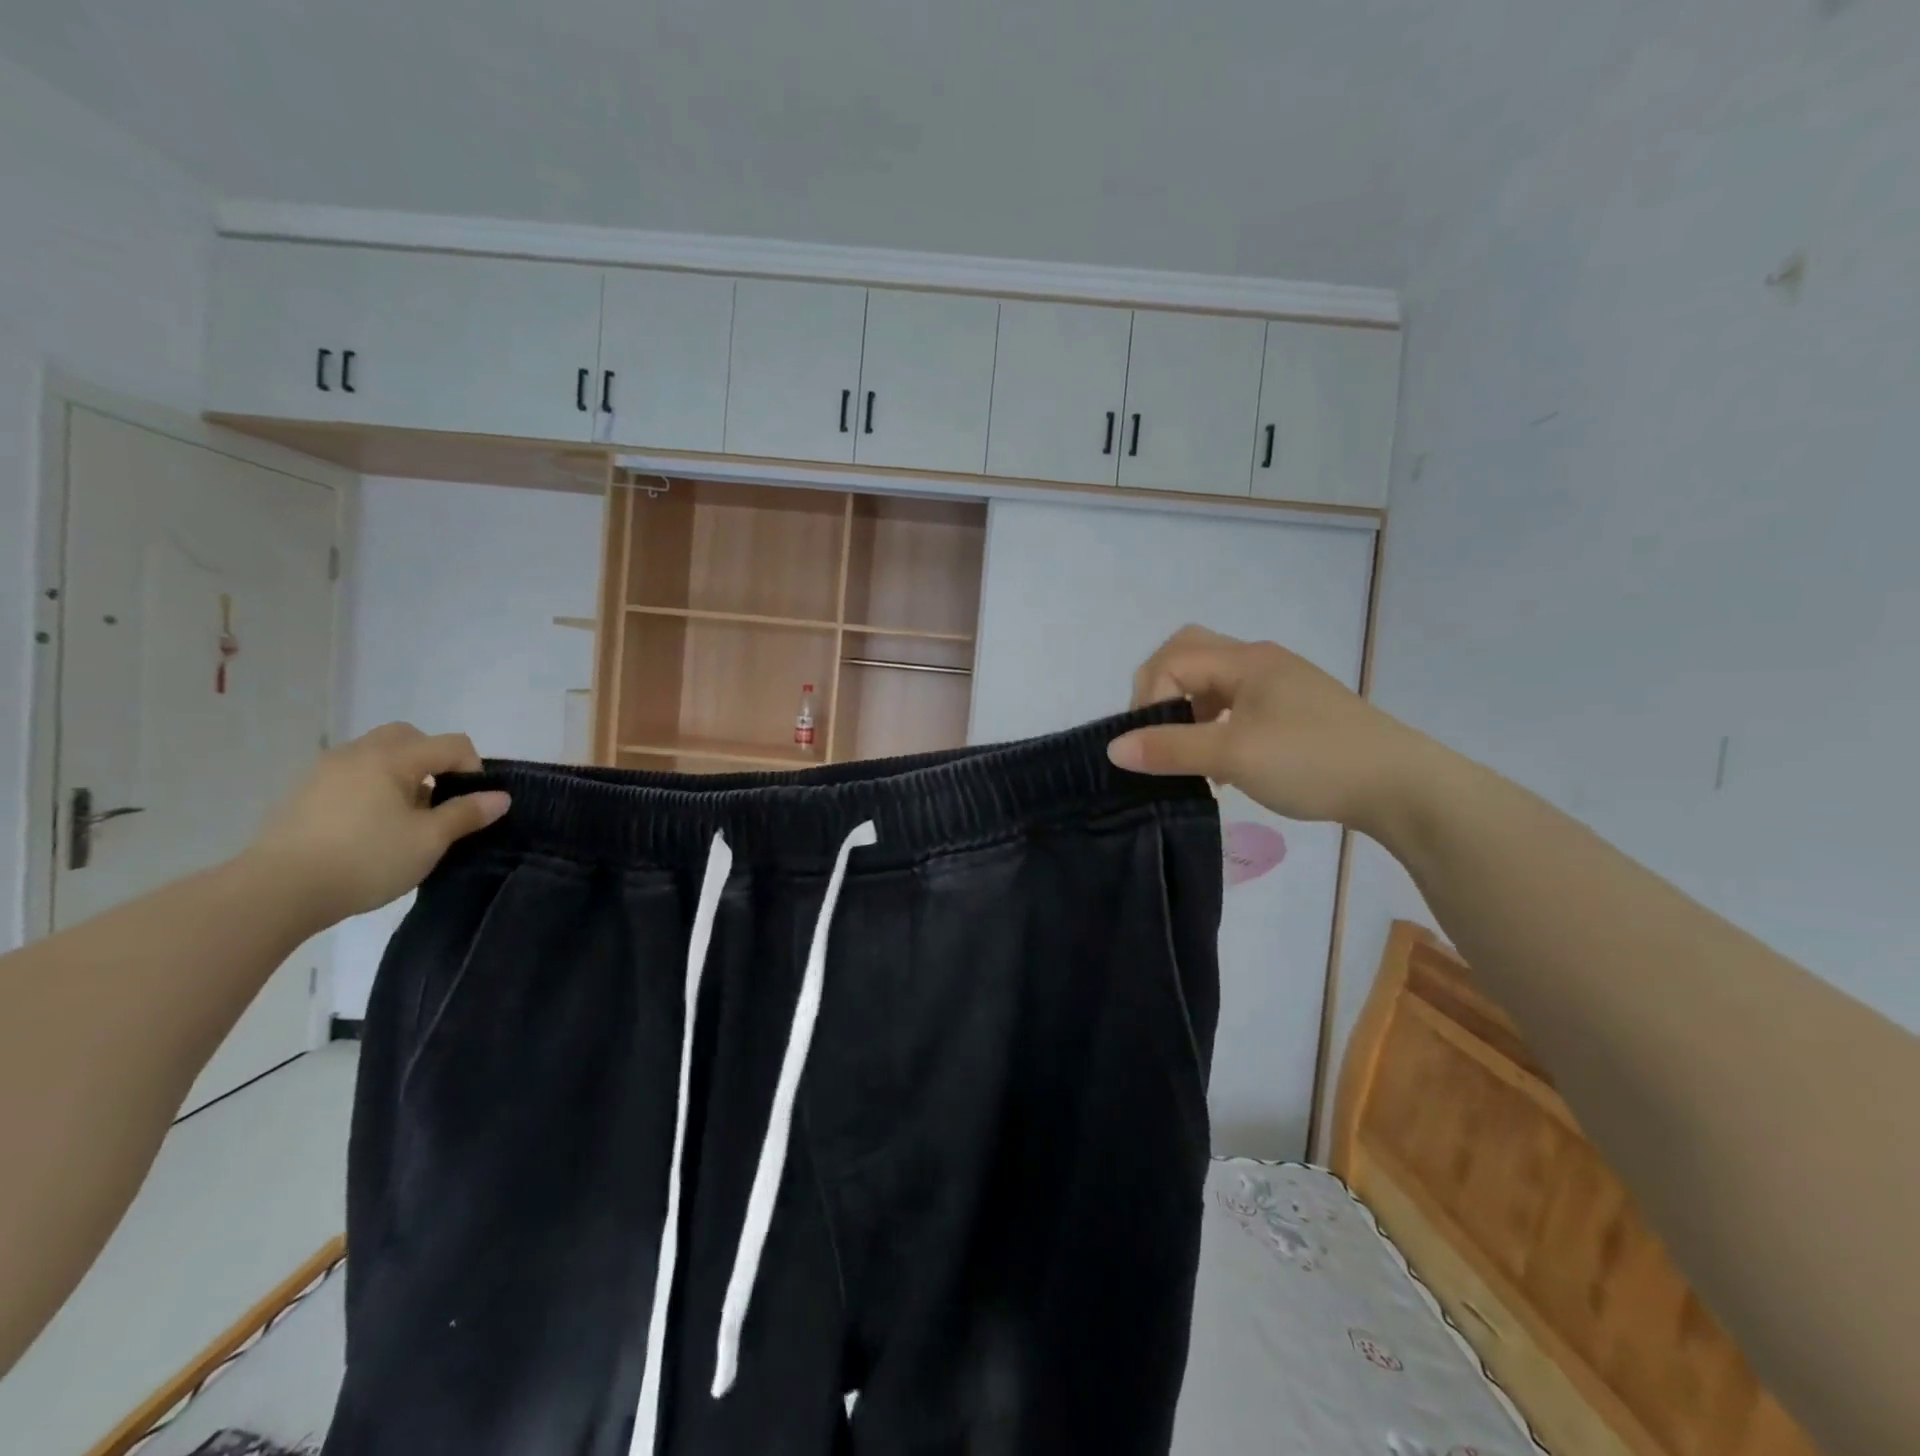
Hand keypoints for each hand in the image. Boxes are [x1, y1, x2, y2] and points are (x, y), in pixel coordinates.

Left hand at [246, 723, 510, 926]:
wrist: (275, 891)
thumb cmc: (365, 859)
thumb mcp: (429, 840)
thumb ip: (467, 813)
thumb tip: (500, 797)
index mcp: (392, 758)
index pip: (452, 744)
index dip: (473, 768)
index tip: (471, 804)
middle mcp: (357, 753)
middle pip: (409, 737)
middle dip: (433, 759)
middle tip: (438, 797)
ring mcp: (324, 771)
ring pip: (376, 754)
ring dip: (401, 772)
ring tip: (404, 815)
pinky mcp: (303, 793)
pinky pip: (351, 774)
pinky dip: (371, 786)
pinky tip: (370, 825)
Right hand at [1107, 625, 1437, 833]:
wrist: (1400, 786)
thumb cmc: (1313, 761)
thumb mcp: (1233, 756)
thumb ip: (1170, 749)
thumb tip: (1113, 748)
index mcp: (1245, 660)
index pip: (1172, 660)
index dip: (1148, 698)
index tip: (1149, 744)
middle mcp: (1259, 661)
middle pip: (1190, 656)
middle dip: (1162, 692)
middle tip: (1157, 732)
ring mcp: (1279, 685)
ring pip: (1212, 682)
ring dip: (1188, 711)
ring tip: (1187, 754)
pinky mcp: (1292, 710)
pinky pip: (1235, 704)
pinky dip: (1213, 725)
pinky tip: (1219, 764)